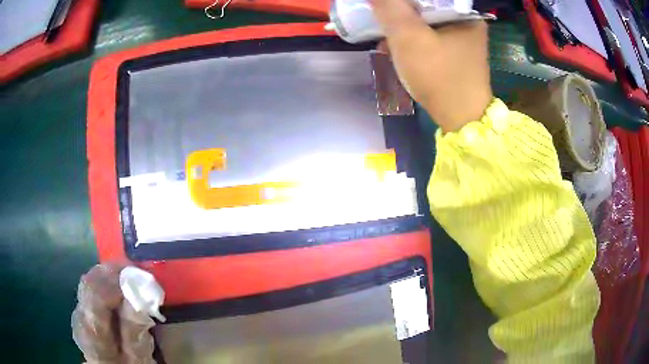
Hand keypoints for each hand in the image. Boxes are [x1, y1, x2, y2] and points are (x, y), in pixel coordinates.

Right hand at [371, 0, 492, 131]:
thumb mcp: (410, 38)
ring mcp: (463, 39)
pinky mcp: (456, 53)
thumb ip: (390, 8)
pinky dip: (413, 39)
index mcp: (466, 14)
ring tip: (386, 36)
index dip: (403, 0)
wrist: (460, 120)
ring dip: (404, 26)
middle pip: (427, 5)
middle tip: (383, 19)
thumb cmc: (440, 76)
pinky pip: (430, 35)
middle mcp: (468, 23)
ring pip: (427, 20)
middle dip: (401, 13)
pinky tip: (398, 47)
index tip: (387, 7)